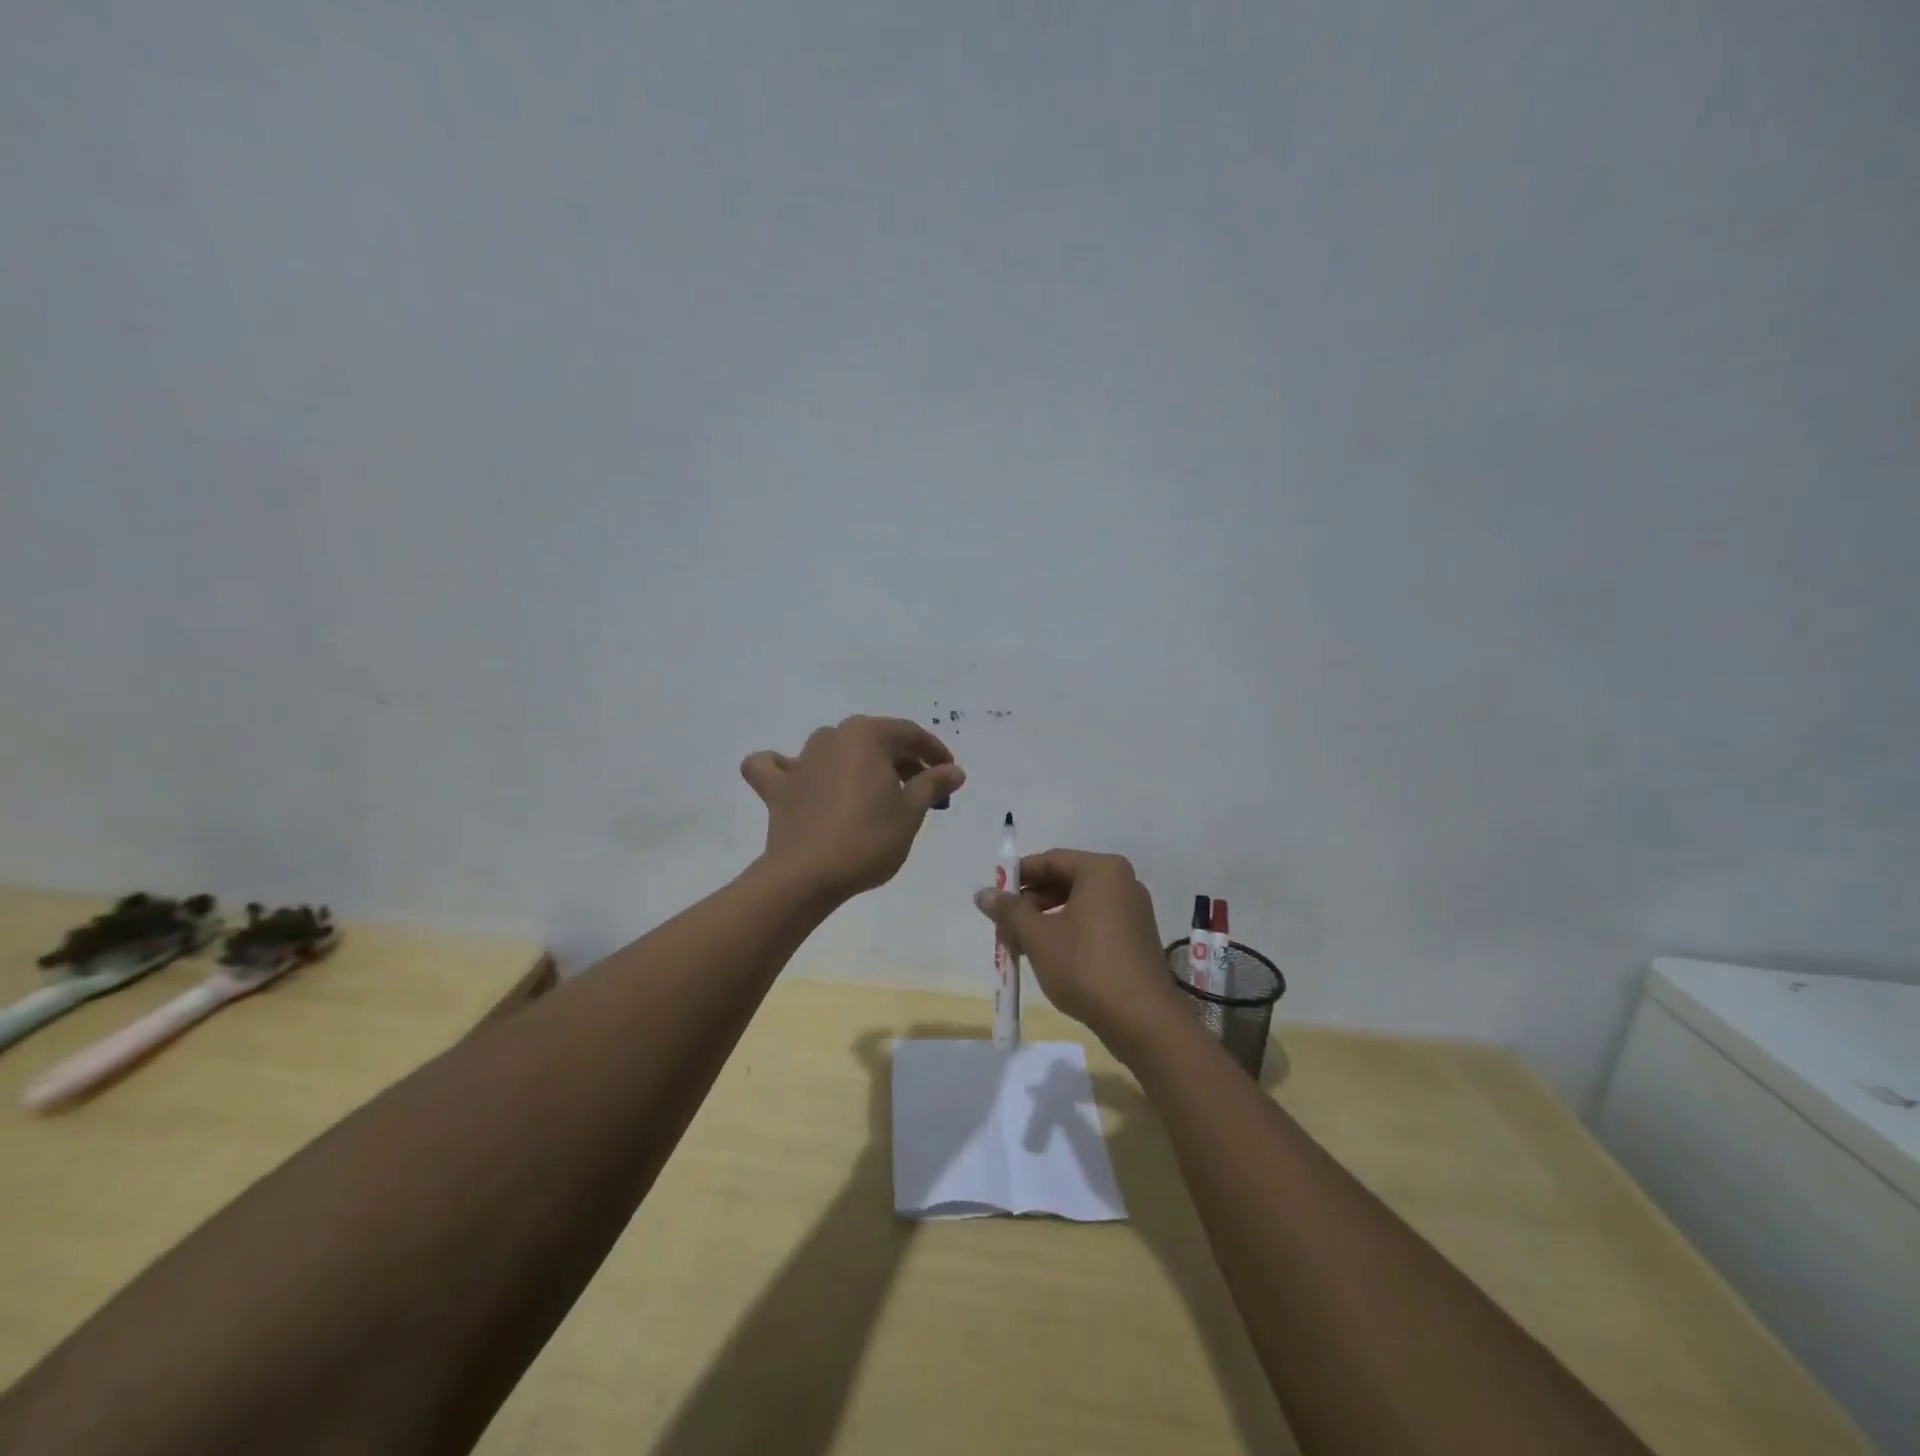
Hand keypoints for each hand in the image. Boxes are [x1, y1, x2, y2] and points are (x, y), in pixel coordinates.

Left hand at [741, 716, 964, 899]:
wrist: (807, 876)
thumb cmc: (868, 839)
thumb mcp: (911, 811)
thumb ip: (932, 783)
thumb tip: (954, 770)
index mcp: (865, 735)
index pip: (909, 734)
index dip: (934, 752)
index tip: (949, 773)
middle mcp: (831, 737)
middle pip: (874, 740)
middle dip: (901, 760)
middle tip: (922, 788)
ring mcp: (800, 760)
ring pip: (835, 751)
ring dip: (858, 764)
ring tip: (876, 791)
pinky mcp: (777, 788)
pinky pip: (777, 768)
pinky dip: (786, 769)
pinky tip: (799, 779)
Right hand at [973, 849, 1182, 1053]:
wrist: (1143, 1020)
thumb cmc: (1086, 967)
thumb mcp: (1038, 937)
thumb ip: (1009, 911)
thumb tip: (983, 893)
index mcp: (1102, 871)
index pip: (1051, 860)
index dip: (1018, 876)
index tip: (995, 896)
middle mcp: (1123, 882)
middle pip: (1066, 881)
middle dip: (1032, 902)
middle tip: (1005, 925)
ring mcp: (1134, 911)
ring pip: (1080, 905)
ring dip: (1047, 920)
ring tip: (1022, 944)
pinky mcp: (1137, 938)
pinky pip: (1096, 923)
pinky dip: (1070, 932)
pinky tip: (1051, 956)